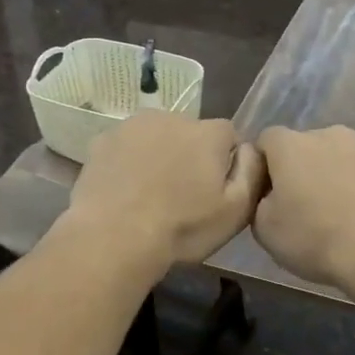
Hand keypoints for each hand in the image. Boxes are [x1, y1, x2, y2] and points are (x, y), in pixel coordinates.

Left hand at [61, 111, 265, 275]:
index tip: (213, 191)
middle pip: (190, 133)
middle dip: (189, 156)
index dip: (224, 162)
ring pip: (155, 137)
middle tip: (180, 195)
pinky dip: (128, 162)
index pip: (228, 136)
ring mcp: (132, 126)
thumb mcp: (235, 211)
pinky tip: (124, 191)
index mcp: (208, 133)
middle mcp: (171, 117)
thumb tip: (250, 148)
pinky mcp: (102, 140)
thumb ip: (252, 172)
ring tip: (149, 194)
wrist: (113, 237)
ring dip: (157, 156)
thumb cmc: (181, 228)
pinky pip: (125, 147)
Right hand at [252, 126, 354, 292]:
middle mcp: (332, 135)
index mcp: (292, 146)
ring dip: (342, 177)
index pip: (267, 140)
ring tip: (347, 216)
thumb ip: (260, 201)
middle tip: (308, 208)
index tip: (269, 194)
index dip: (265, 165)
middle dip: (306, 169)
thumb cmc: (316, 240)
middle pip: (310, 146)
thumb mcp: (265, 230)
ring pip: (348, 157)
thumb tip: (269, 195)